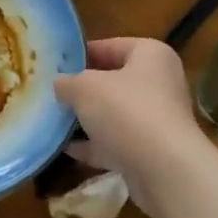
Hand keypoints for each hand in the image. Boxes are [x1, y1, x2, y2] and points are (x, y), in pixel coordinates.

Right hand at [54, 38, 205, 203]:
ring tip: (54, 120)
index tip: (55, 65)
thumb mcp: (84, 87)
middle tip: (52, 93)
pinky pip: (117, 143)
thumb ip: (67, 82)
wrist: (164, 171)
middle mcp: (160, 83)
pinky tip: (66, 149)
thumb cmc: (126, 111)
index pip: (111, 46)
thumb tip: (59, 85)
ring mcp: (157, 120)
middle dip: (83, 89)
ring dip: (87, 119)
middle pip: (113, 81)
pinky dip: (94, 146)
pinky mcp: (152, 152)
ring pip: (115, 114)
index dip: (81, 54)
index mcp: (151, 55)